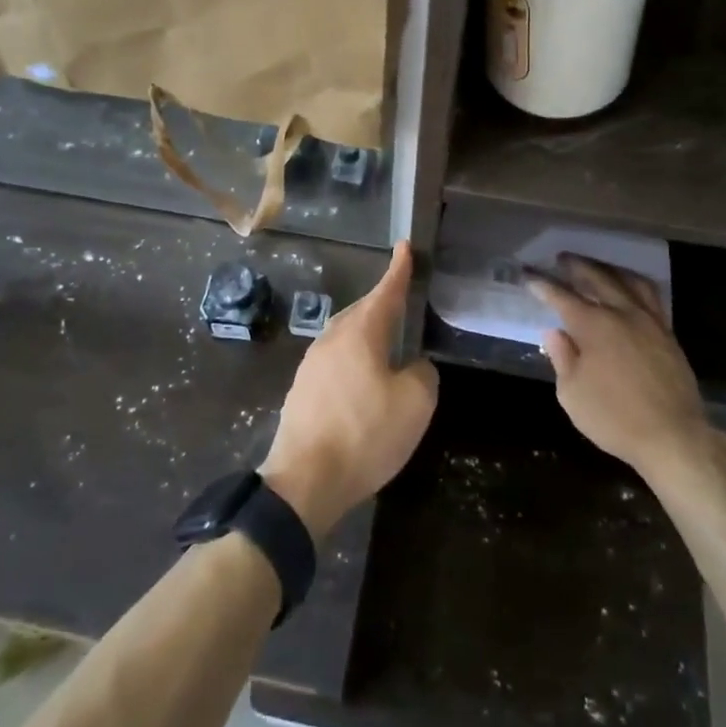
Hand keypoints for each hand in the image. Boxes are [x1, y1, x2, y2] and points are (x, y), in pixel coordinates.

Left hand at [260, 241, 436, 539]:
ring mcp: (312, 364)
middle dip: (383, 302)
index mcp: (359, 333)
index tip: (405, 246)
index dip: (399, 269)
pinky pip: (336, 360)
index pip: (385, 291)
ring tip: (388, 341)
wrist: (304, 480)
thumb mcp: (414, 404)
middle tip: (402, 298)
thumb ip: (422, 374)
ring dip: (368, 333)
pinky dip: (355, 359)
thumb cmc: (365, 434)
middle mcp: (332, 339)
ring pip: (346, 336)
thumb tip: (414, 366)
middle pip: (362, 311)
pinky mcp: (302, 390)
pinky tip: (365, 380)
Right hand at [526, 255, 725, 482]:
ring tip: (597, 266)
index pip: (561, 296)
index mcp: (593, 325)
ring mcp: (649, 321)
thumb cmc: (614, 417)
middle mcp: (622, 313)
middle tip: (561, 259)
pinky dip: (634, 284)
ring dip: (608, 269)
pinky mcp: (668, 334)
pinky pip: (651, 296)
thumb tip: (555, 332)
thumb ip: (562, 357)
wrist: (673, 437)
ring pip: (628, 281)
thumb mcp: (572, 393)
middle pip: (597, 278)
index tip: (528, 273)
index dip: (542, 284)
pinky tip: (629, 289)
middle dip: (576, 266)